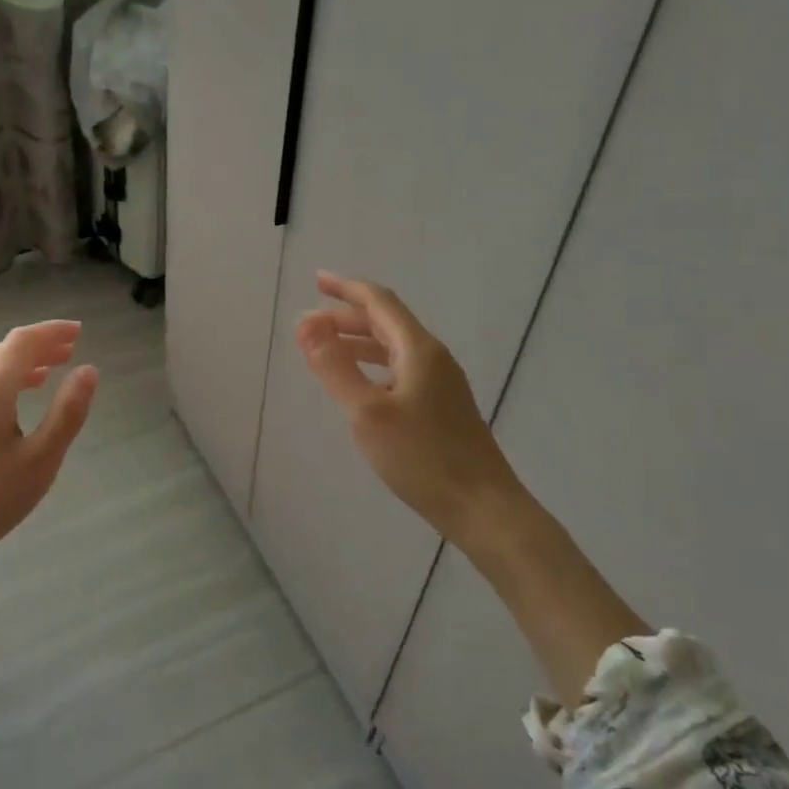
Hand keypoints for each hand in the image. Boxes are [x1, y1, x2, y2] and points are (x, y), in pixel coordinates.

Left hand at [0, 320, 98, 576]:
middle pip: (4, 351)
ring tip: (51, 372)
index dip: (52, 331)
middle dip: (39, 345)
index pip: (23, 341)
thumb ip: (66, 413)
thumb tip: (88, 370)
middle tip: (71, 347)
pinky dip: (6, 382)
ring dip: (22, 364)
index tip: (79, 330)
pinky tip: (16, 403)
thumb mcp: (39, 461)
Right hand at [296, 271, 521, 549]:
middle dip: (346, 317)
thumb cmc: (423, 458)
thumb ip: (334, 367)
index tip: (316, 280)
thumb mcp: (367, 413)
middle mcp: (432, 358)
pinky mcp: (441, 407)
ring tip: (326, 349)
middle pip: (386, 323)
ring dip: (358, 342)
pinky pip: (400, 370)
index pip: (379, 302)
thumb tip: (305, 324)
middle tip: (310, 325)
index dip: (346, 288)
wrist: (483, 507)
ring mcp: (441, 383)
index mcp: (418, 350)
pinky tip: (361, 385)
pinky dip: (373, 365)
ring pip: (393, 348)